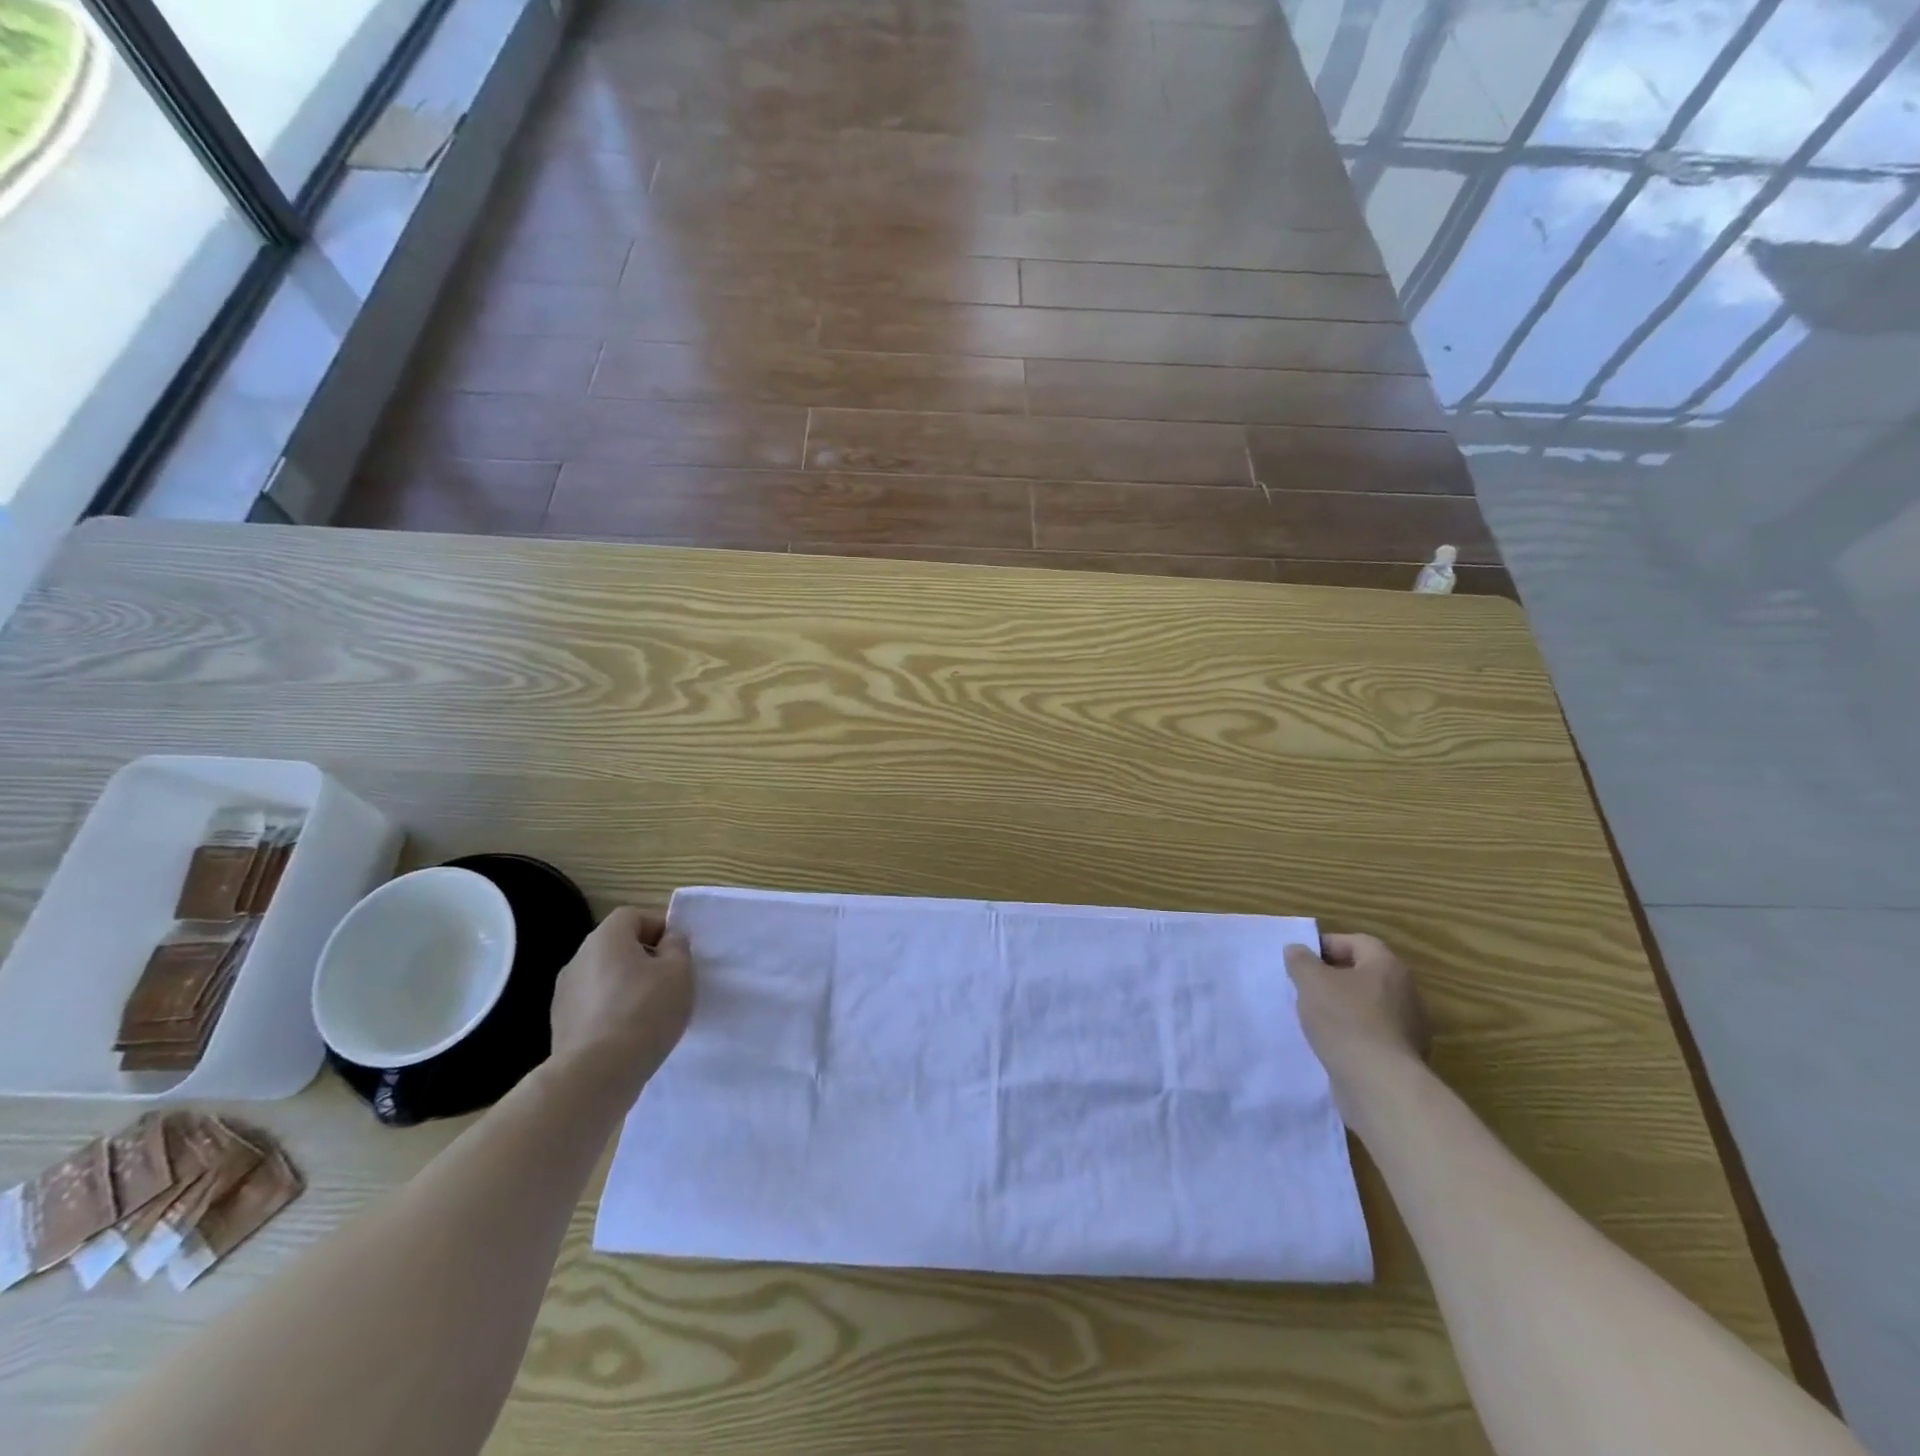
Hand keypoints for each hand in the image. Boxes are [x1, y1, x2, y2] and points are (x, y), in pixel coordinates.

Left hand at [549, 907, 693, 1100]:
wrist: (596, 1074)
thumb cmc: (645, 1011)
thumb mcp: (679, 972)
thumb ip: (678, 947)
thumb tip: (669, 940)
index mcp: (606, 937)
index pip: (633, 916)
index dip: (658, 928)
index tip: (677, 953)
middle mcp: (579, 958)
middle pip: (617, 946)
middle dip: (643, 958)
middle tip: (668, 982)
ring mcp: (564, 993)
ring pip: (604, 977)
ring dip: (625, 986)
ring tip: (650, 1012)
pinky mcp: (560, 1025)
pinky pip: (593, 1006)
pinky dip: (611, 1012)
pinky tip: (629, 1034)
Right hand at [1284, 934, 1430, 1091]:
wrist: (1378, 1084)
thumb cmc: (1344, 1020)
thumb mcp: (1311, 981)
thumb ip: (1301, 960)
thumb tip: (1297, 950)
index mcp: (1387, 966)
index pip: (1357, 942)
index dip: (1327, 945)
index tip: (1301, 960)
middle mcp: (1406, 992)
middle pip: (1364, 974)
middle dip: (1333, 978)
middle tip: (1305, 987)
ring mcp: (1409, 1027)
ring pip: (1369, 1005)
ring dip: (1343, 1007)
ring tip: (1314, 1017)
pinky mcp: (1404, 1056)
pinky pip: (1373, 1034)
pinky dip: (1353, 1034)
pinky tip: (1332, 1044)